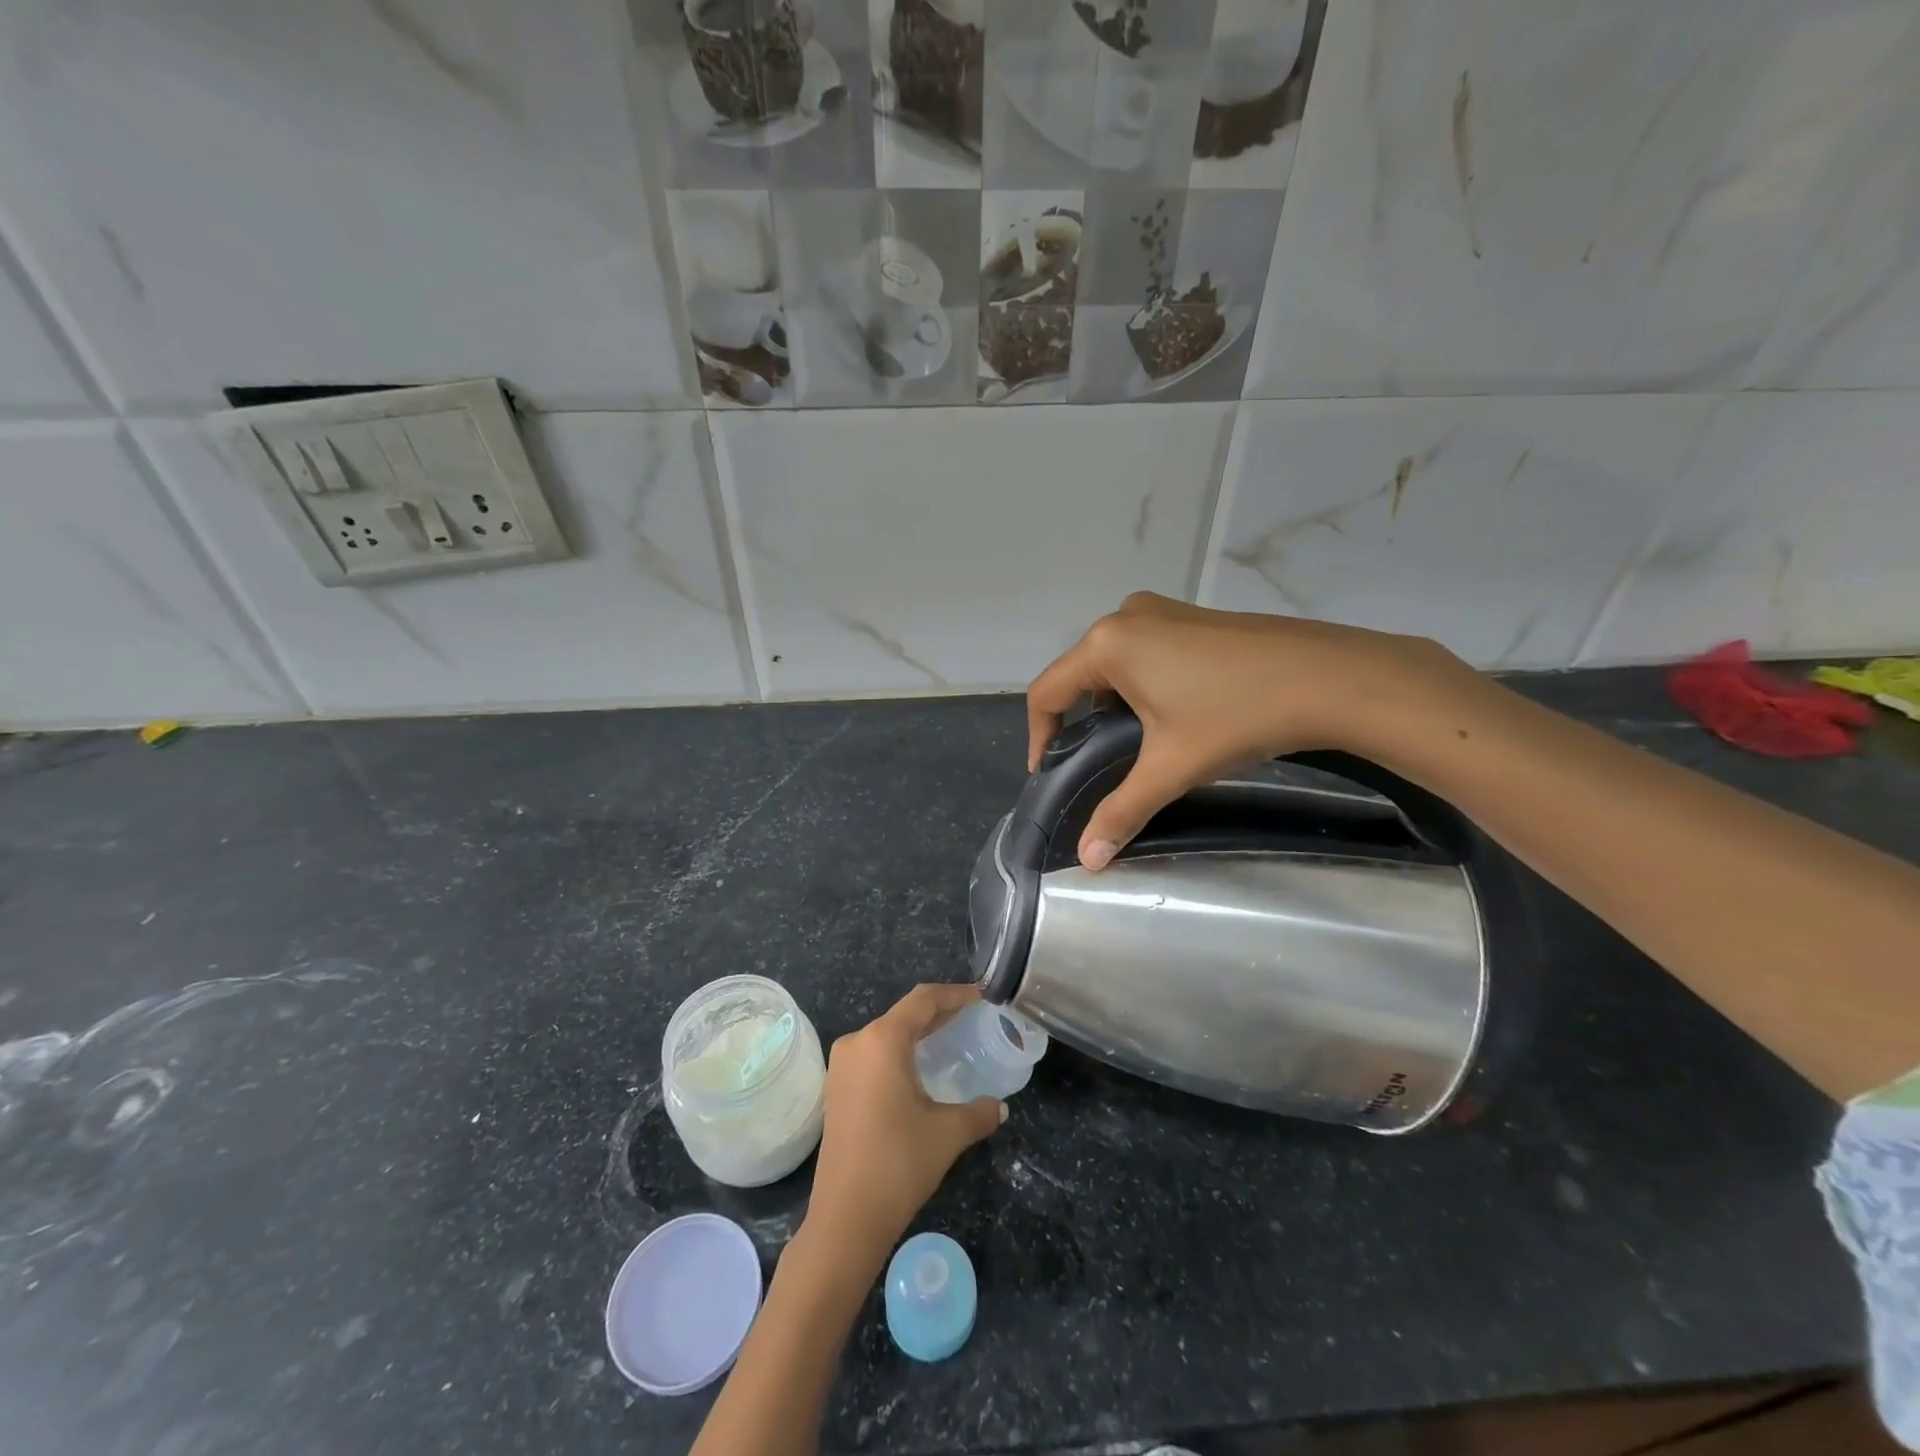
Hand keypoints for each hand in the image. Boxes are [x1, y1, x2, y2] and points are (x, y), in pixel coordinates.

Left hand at [805, 984, 1004, 1260]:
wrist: (845, 1218)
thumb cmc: (898, 1163)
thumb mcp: (948, 1134)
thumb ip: (979, 1112)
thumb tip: (1000, 1107)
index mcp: (882, 1040)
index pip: (923, 1000)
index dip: (955, 995)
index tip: (982, 997)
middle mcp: (858, 1042)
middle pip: (904, 1015)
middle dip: (939, 1013)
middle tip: (972, 1018)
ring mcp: (842, 1066)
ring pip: (887, 1035)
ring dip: (918, 1034)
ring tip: (951, 1040)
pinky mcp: (836, 1088)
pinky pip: (874, 1055)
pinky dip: (900, 1053)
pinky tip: (920, 1070)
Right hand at [1026, 593, 1476, 869]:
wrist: (1332, 678)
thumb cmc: (1237, 715)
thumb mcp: (1171, 767)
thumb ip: (1122, 811)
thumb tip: (1088, 862)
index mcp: (1108, 644)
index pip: (1047, 692)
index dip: (1040, 736)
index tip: (1050, 773)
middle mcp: (1127, 617)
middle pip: (1079, 675)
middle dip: (1080, 720)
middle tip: (1094, 763)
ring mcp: (1163, 610)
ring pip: (1113, 662)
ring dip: (1112, 702)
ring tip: (1133, 744)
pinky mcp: (1193, 617)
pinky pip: (1145, 651)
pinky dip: (1141, 683)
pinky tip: (1171, 714)